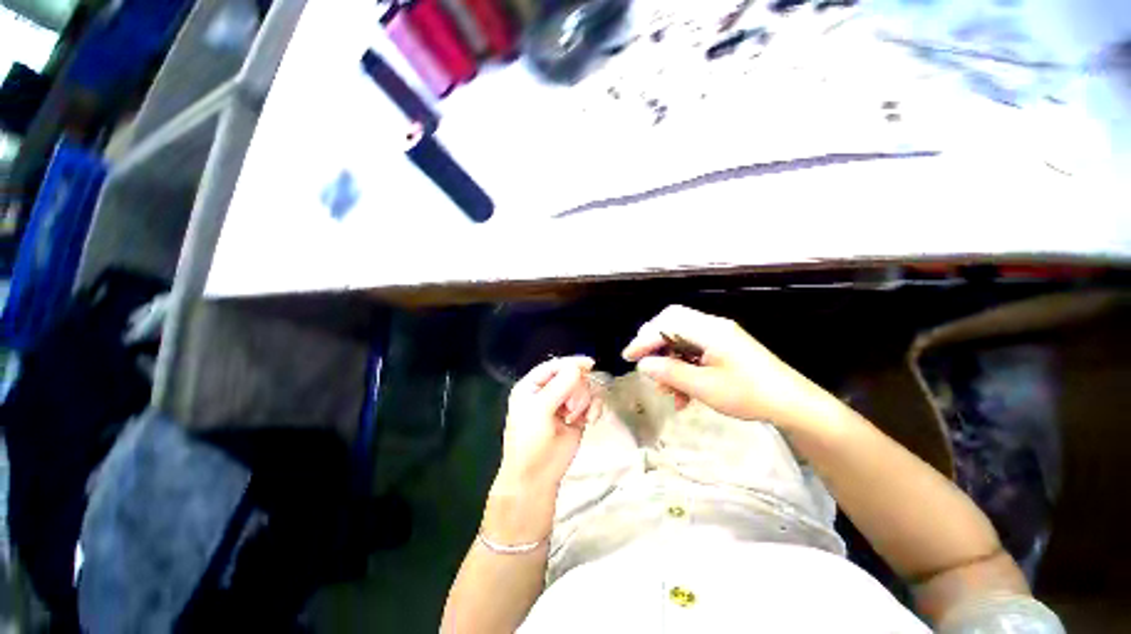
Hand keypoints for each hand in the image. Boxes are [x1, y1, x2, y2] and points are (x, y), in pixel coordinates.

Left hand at [494, 356, 602, 496]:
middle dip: (576, 390)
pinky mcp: (578, 416)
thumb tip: (578, 367)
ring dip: (584, 400)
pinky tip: (590, 420)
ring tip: (575, 417)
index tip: (589, 364)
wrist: (537, 476)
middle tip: (571, 408)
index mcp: (533, 386)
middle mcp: (549, 391)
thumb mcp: (539, 410)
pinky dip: (594, 408)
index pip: (554, 366)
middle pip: (572, 376)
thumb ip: (559, 386)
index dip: (571, 363)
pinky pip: (592, 403)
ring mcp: (564, 403)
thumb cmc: (530, 440)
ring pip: (584, 388)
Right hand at [622, 305, 811, 425]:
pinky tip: (683, 393)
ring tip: (667, 389)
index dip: (644, 340)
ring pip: (681, 339)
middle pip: (672, 323)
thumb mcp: (705, 387)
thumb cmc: (749, 394)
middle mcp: (712, 327)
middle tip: (645, 364)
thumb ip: (670, 373)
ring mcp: (719, 336)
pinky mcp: (723, 348)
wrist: (793, 404)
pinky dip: (683, 367)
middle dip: (654, 344)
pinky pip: (694, 350)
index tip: (628, 357)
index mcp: (708, 330)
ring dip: (669, 361)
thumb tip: (644, 365)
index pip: (666, 324)